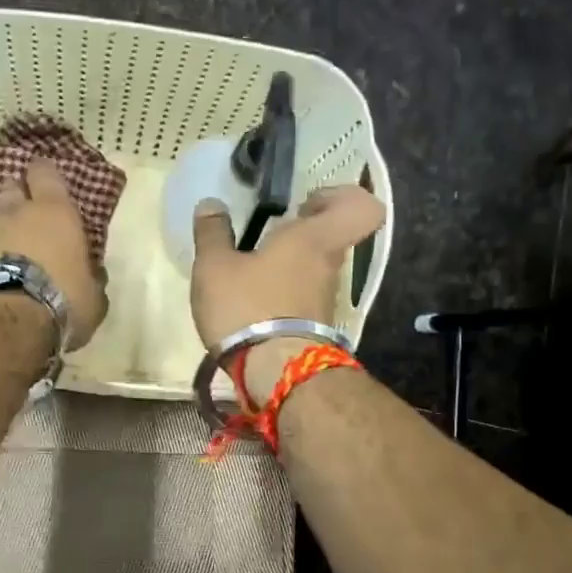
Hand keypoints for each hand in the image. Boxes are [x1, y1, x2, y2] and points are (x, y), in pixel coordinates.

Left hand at [0, 158, 109, 350]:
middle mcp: (16, 212)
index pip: (45, 173)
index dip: (44, 175)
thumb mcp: (92, 297)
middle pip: (11, 187)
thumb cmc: (62, 300)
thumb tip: (92, 275)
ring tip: (5, 253)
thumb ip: (90, 279)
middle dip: (18, 198)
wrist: (6, 320)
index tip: (47, 183)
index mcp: (55, 212)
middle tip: (27, 216)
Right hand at [191, 185, 384, 394]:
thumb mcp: (215, 267)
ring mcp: (326, 301)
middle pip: (331, 239)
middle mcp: (329, 267)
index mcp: (314, 239)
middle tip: (267, 238)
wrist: (275, 375)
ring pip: (316, 271)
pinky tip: (252, 306)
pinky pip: (304, 300)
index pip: (361, 206)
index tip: (306, 204)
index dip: (341, 197)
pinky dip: (283, 297)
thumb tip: (210, 204)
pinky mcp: (316, 329)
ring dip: (288, 269)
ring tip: (250, 276)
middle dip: (301, 235)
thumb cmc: (247, 308)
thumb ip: (212, 233)